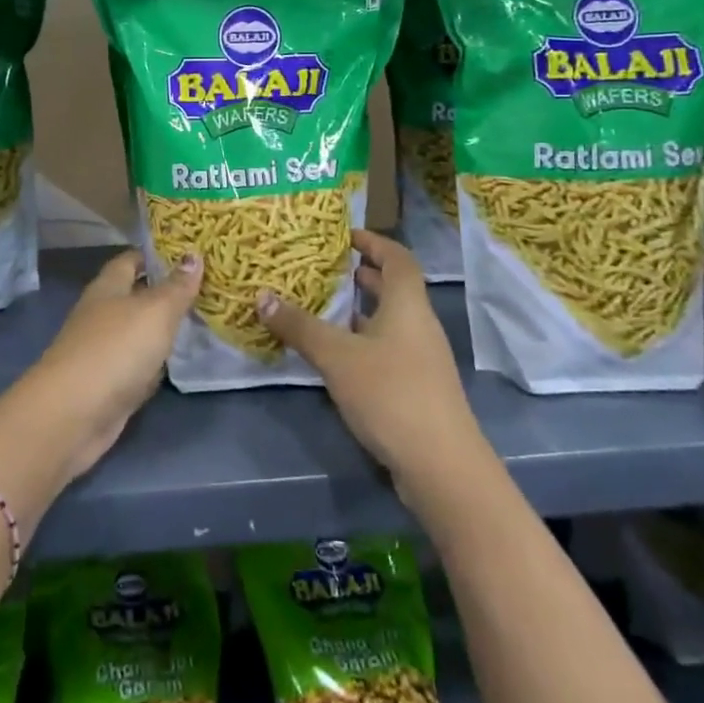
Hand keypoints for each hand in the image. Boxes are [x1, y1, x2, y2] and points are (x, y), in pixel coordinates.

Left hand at [21, 250, 201, 480]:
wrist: (74, 413)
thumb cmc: (116, 349)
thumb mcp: (155, 311)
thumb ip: (176, 286)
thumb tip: (194, 255)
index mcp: (108, 287)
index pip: (130, 260)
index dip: (155, 255)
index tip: (187, 253)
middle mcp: (101, 314)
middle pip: (134, 296)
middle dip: (164, 292)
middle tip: (203, 287)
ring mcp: (102, 350)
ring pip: (137, 332)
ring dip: (161, 329)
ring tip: (198, 321)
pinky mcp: (107, 384)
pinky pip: (137, 365)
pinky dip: (154, 363)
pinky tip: (175, 363)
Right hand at [257, 229, 485, 500]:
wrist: (442, 467)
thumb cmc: (391, 394)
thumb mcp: (337, 356)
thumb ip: (299, 326)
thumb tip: (261, 296)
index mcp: (408, 305)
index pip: (397, 258)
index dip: (373, 241)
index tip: (344, 235)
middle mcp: (419, 325)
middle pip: (393, 288)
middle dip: (361, 275)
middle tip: (323, 268)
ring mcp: (421, 359)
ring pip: (388, 321)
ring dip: (359, 310)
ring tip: (321, 306)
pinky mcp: (416, 388)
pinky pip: (386, 349)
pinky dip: (362, 341)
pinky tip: (335, 355)